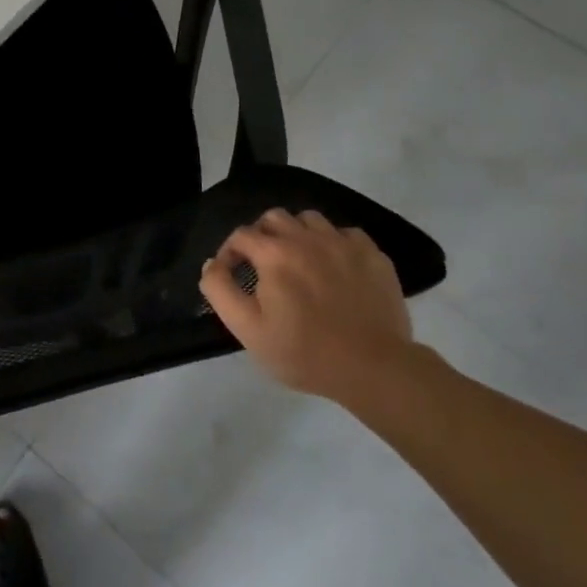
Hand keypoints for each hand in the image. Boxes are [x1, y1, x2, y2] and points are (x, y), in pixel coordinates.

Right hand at [199, 208, 413, 404]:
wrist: (375, 368)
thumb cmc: (304, 352)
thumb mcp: (248, 329)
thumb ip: (220, 290)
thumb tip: (211, 264)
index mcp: (274, 253)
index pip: (241, 234)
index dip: (230, 251)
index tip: (233, 274)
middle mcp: (307, 237)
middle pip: (274, 217)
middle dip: (262, 235)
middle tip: (264, 265)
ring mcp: (344, 243)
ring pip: (310, 219)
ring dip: (297, 234)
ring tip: (299, 261)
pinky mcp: (373, 256)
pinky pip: (346, 234)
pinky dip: (334, 243)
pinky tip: (335, 267)